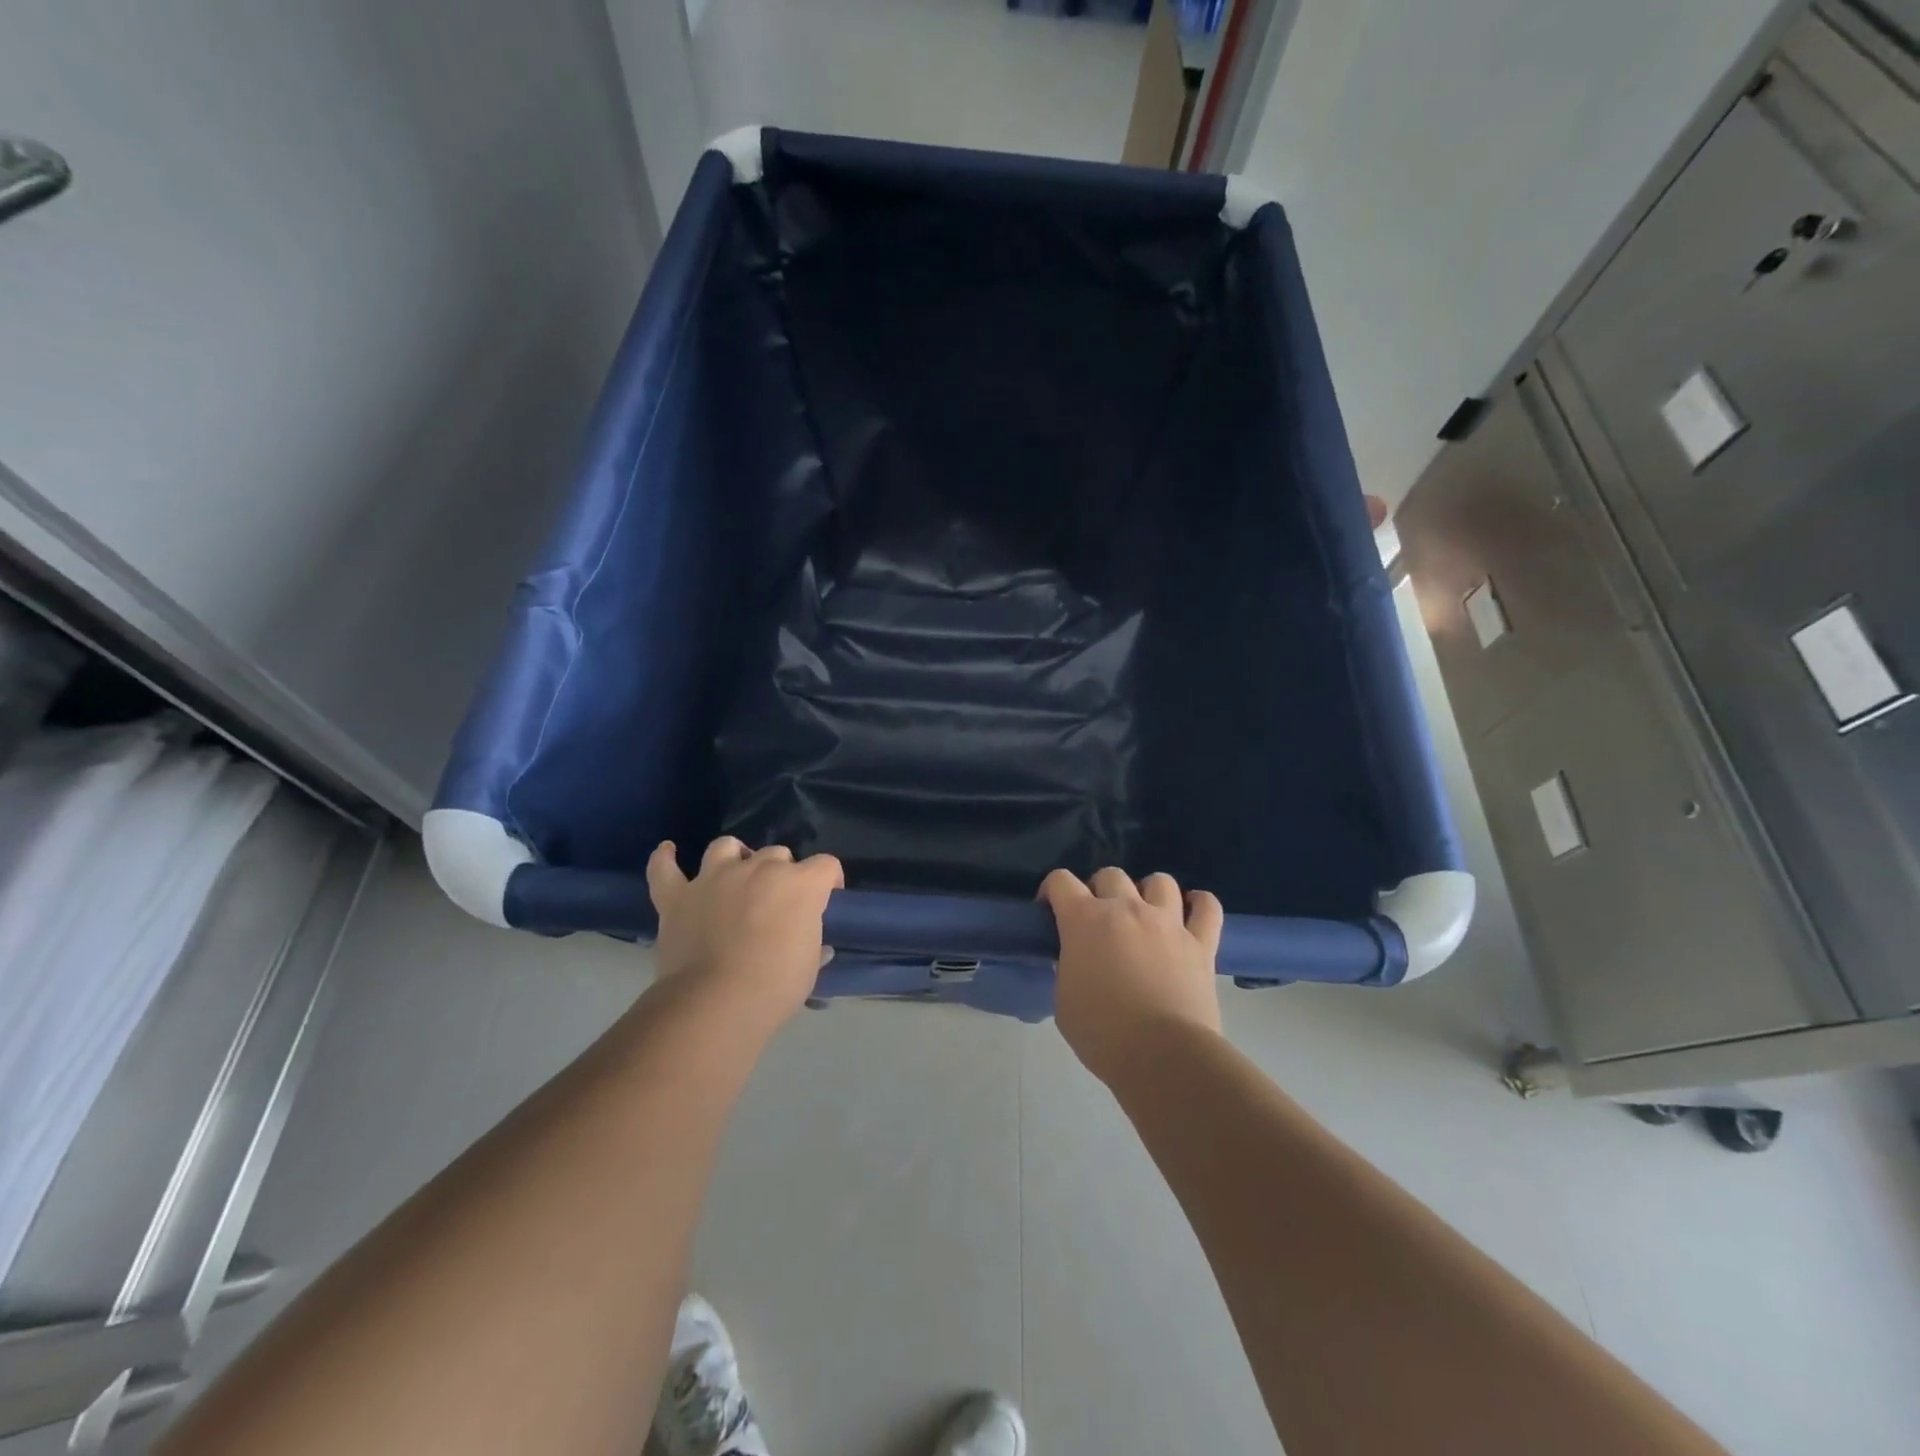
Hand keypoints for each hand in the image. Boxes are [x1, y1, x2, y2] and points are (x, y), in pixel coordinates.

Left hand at [646, 837, 842, 1037]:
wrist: (715, 1003)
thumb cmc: (774, 987)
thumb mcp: (808, 970)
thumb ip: (813, 949)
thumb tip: (820, 948)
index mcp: (799, 885)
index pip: (826, 865)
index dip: (829, 880)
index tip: (827, 899)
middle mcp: (759, 869)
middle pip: (778, 854)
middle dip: (782, 872)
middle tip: (778, 902)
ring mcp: (714, 878)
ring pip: (726, 847)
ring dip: (734, 856)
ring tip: (735, 873)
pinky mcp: (677, 896)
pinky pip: (665, 869)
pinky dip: (665, 859)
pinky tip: (668, 851)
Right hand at [1040, 867, 1224, 1086]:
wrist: (1163, 1056)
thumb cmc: (1103, 1033)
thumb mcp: (1064, 1001)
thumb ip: (1069, 968)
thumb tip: (1077, 959)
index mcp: (1085, 920)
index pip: (1061, 881)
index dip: (1051, 891)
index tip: (1050, 910)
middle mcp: (1127, 908)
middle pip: (1110, 874)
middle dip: (1099, 890)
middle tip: (1099, 919)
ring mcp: (1168, 922)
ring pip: (1160, 882)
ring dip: (1148, 892)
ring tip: (1145, 913)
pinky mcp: (1201, 942)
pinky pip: (1208, 907)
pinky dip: (1200, 904)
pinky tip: (1192, 910)